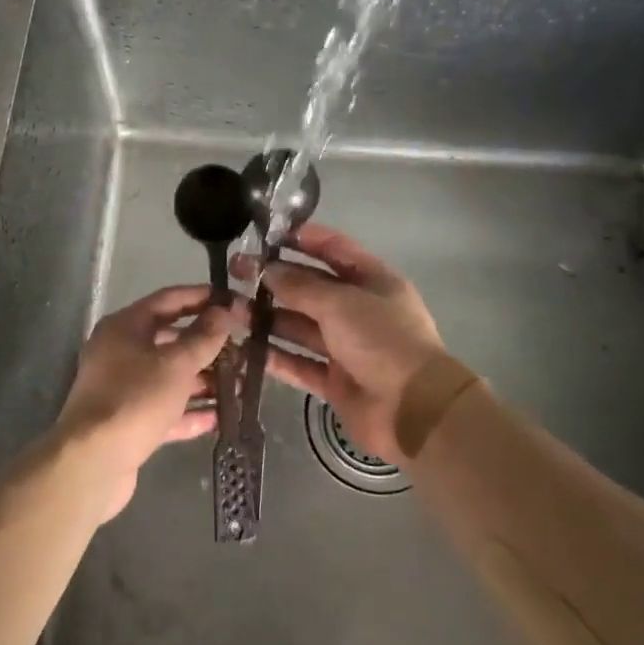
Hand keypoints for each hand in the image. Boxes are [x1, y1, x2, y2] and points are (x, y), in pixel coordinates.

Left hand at [53, 284, 236, 519]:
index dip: (202, 297)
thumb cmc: (135, 399)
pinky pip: (166, 409)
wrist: (93, 462)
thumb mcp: (176, 364)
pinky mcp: (130, 422)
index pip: (169, 299)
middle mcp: (121, 352)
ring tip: (242, 387)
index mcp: (125, 327)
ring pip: (171, 377)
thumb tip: (223, 312)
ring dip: (205, 381)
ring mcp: (124, 389)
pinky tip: (221, 418)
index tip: (234, 301)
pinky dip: (190, 412)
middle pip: (171, 340)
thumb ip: (203, 337)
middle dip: (209, 346)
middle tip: (244, 350)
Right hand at [233, 222, 446, 465]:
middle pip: (311, 288)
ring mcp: (346, 347)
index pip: (334, 250)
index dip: (303, 239)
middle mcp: (359, 311)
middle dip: (275, 279)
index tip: (266, 234)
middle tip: (235, 271)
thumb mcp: (341, 303)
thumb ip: (301, 286)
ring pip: (300, 326)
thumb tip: (267, 270)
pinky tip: (244, 348)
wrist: (413, 410)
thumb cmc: (382, 341)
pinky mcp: (335, 381)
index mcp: (373, 281)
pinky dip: (275, 357)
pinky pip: (299, 363)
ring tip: (230, 309)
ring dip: (268, 317)